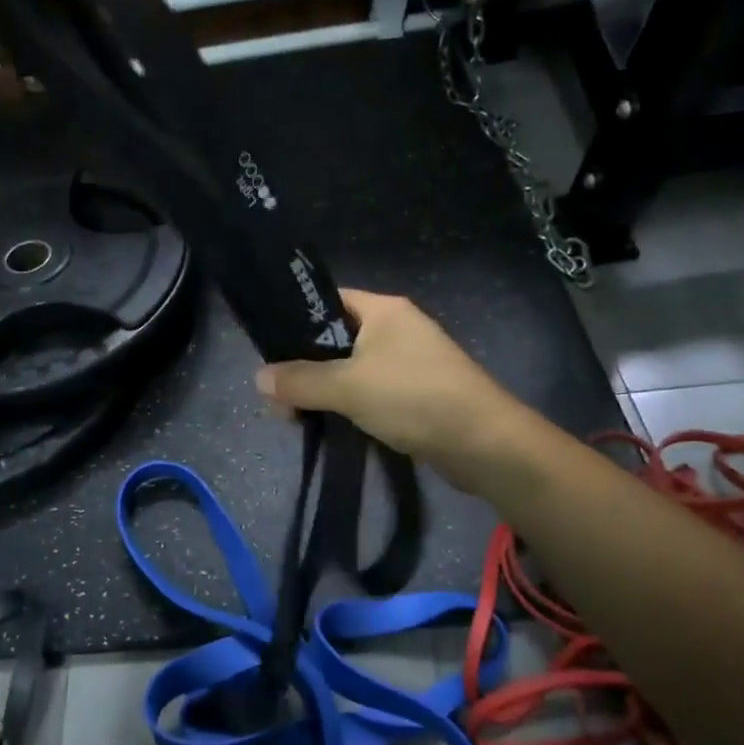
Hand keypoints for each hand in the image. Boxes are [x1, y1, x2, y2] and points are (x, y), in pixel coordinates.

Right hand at [255, 291, 529, 493]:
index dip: (295, 320)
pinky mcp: (417, 392)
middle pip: (336, 338)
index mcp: (383, 310)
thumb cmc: (413, 397)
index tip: (269, 349)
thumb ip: (300, 381)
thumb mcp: (347, 387)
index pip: (328, 301)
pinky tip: (330, 424)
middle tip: (278, 395)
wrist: (484, 443)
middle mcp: (397, 328)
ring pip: (352, 368)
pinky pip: (371, 390)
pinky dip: (350, 404)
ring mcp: (409, 361)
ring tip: (296, 415)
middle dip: (305, 365)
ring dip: (326, 389)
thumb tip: (259, 378)